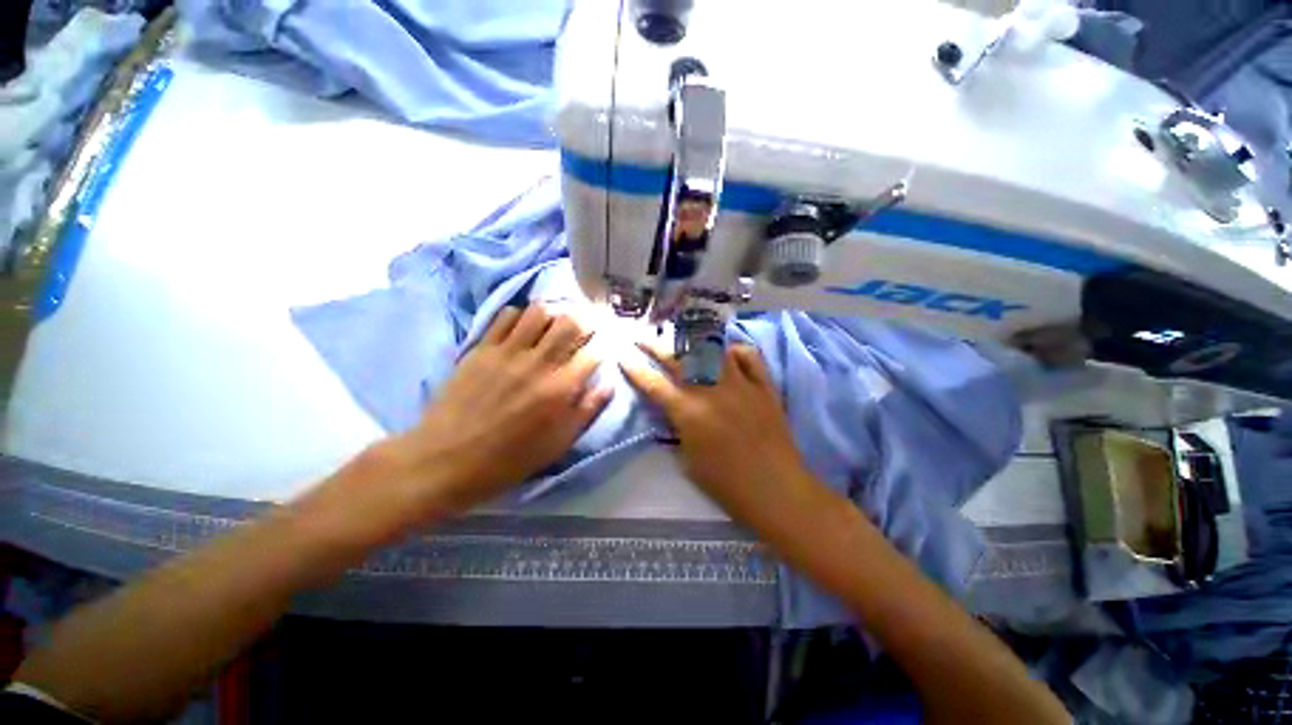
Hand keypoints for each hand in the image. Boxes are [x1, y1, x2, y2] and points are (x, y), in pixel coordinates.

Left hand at [398, 304, 612, 508]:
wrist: (447, 460)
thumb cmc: (510, 458)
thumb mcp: (559, 443)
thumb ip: (589, 410)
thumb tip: (609, 382)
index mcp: (561, 389)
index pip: (594, 350)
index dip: (604, 344)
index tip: (602, 347)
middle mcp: (539, 363)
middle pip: (571, 322)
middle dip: (585, 320)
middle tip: (584, 329)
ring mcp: (508, 352)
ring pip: (539, 311)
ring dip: (554, 314)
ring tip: (554, 325)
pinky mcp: (482, 348)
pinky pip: (506, 316)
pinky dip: (521, 315)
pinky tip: (523, 328)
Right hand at [621, 344, 825, 532]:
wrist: (775, 488)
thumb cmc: (726, 484)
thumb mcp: (687, 461)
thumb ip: (677, 429)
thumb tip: (672, 410)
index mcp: (689, 412)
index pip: (654, 384)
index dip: (635, 369)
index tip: (623, 357)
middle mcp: (712, 390)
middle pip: (678, 359)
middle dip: (655, 346)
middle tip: (642, 338)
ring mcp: (740, 384)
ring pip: (713, 350)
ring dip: (693, 342)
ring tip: (682, 338)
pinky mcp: (763, 386)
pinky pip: (749, 356)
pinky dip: (735, 350)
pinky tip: (726, 353)